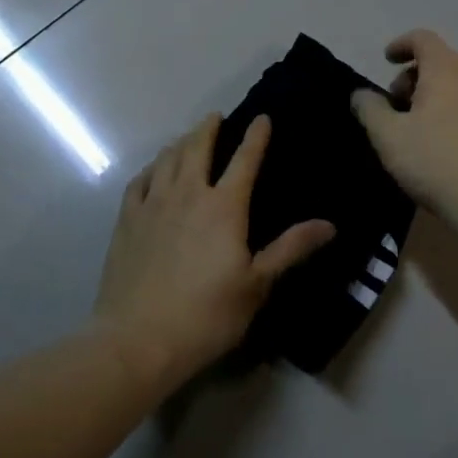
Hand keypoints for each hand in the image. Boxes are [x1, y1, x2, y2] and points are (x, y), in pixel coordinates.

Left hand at [95, 114, 333, 385]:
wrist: (138, 339)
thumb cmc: (206, 315)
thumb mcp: (257, 285)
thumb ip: (290, 249)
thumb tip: (329, 224)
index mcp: (224, 206)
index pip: (244, 160)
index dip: (256, 136)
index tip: (262, 117)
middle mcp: (188, 194)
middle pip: (197, 147)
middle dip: (208, 128)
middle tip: (215, 117)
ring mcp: (153, 204)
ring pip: (167, 158)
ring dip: (180, 142)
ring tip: (186, 138)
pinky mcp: (127, 220)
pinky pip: (139, 181)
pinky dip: (150, 168)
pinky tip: (153, 171)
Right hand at [350, 30, 457, 217]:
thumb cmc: (434, 159)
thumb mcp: (388, 136)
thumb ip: (370, 109)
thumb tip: (360, 95)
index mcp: (446, 70)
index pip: (423, 38)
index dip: (401, 44)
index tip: (386, 60)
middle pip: (441, 62)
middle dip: (414, 76)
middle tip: (396, 104)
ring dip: (434, 97)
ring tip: (416, 128)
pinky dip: (454, 115)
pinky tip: (443, 147)